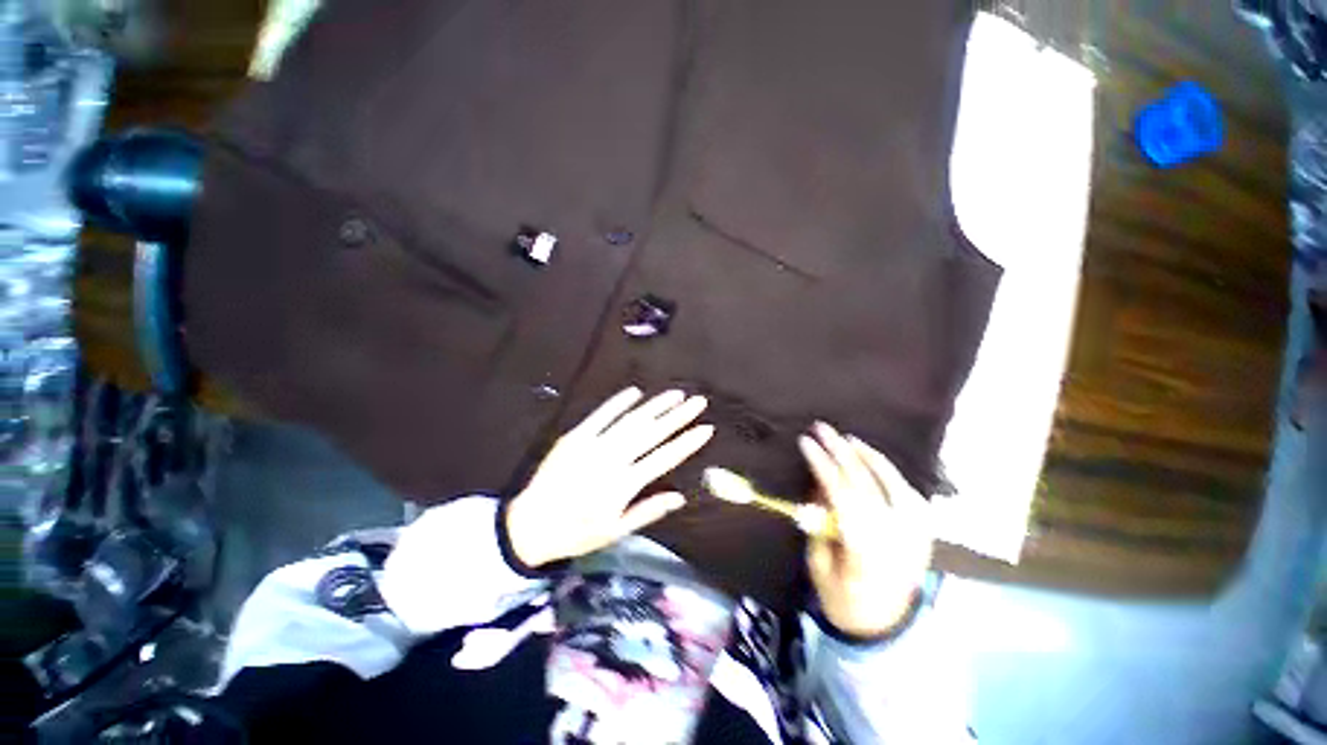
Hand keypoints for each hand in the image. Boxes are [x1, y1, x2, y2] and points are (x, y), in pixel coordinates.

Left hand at [506, 388, 713, 567]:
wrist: (530, 524)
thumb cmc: (577, 532)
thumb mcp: (615, 531)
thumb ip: (648, 511)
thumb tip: (679, 497)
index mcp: (625, 484)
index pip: (665, 458)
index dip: (687, 442)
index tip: (705, 428)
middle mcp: (613, 459)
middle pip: (652, 433)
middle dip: (678, 416)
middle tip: (698, 401)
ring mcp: (594, 445)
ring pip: (631, 420)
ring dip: (655, 405)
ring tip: (676, 394)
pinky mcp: (575, 436)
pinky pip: (600, 415)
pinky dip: (618, 402)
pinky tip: (635, 392)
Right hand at [800, 422, 933, 637]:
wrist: (885, 627)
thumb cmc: (843, 598)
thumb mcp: (819, 564)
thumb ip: (820, 523)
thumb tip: (818, 485)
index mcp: (866, 550)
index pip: (842, 495)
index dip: (823, 465)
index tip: (805, 442)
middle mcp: (896, 538)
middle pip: (866, 483)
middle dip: (841, 452)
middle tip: (822, 428)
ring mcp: (916, 534)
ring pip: (894, 484)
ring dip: (869, 457)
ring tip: (848, 439)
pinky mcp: (924, 533)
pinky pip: (909, 493)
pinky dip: (891, 473)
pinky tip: (874, 460)